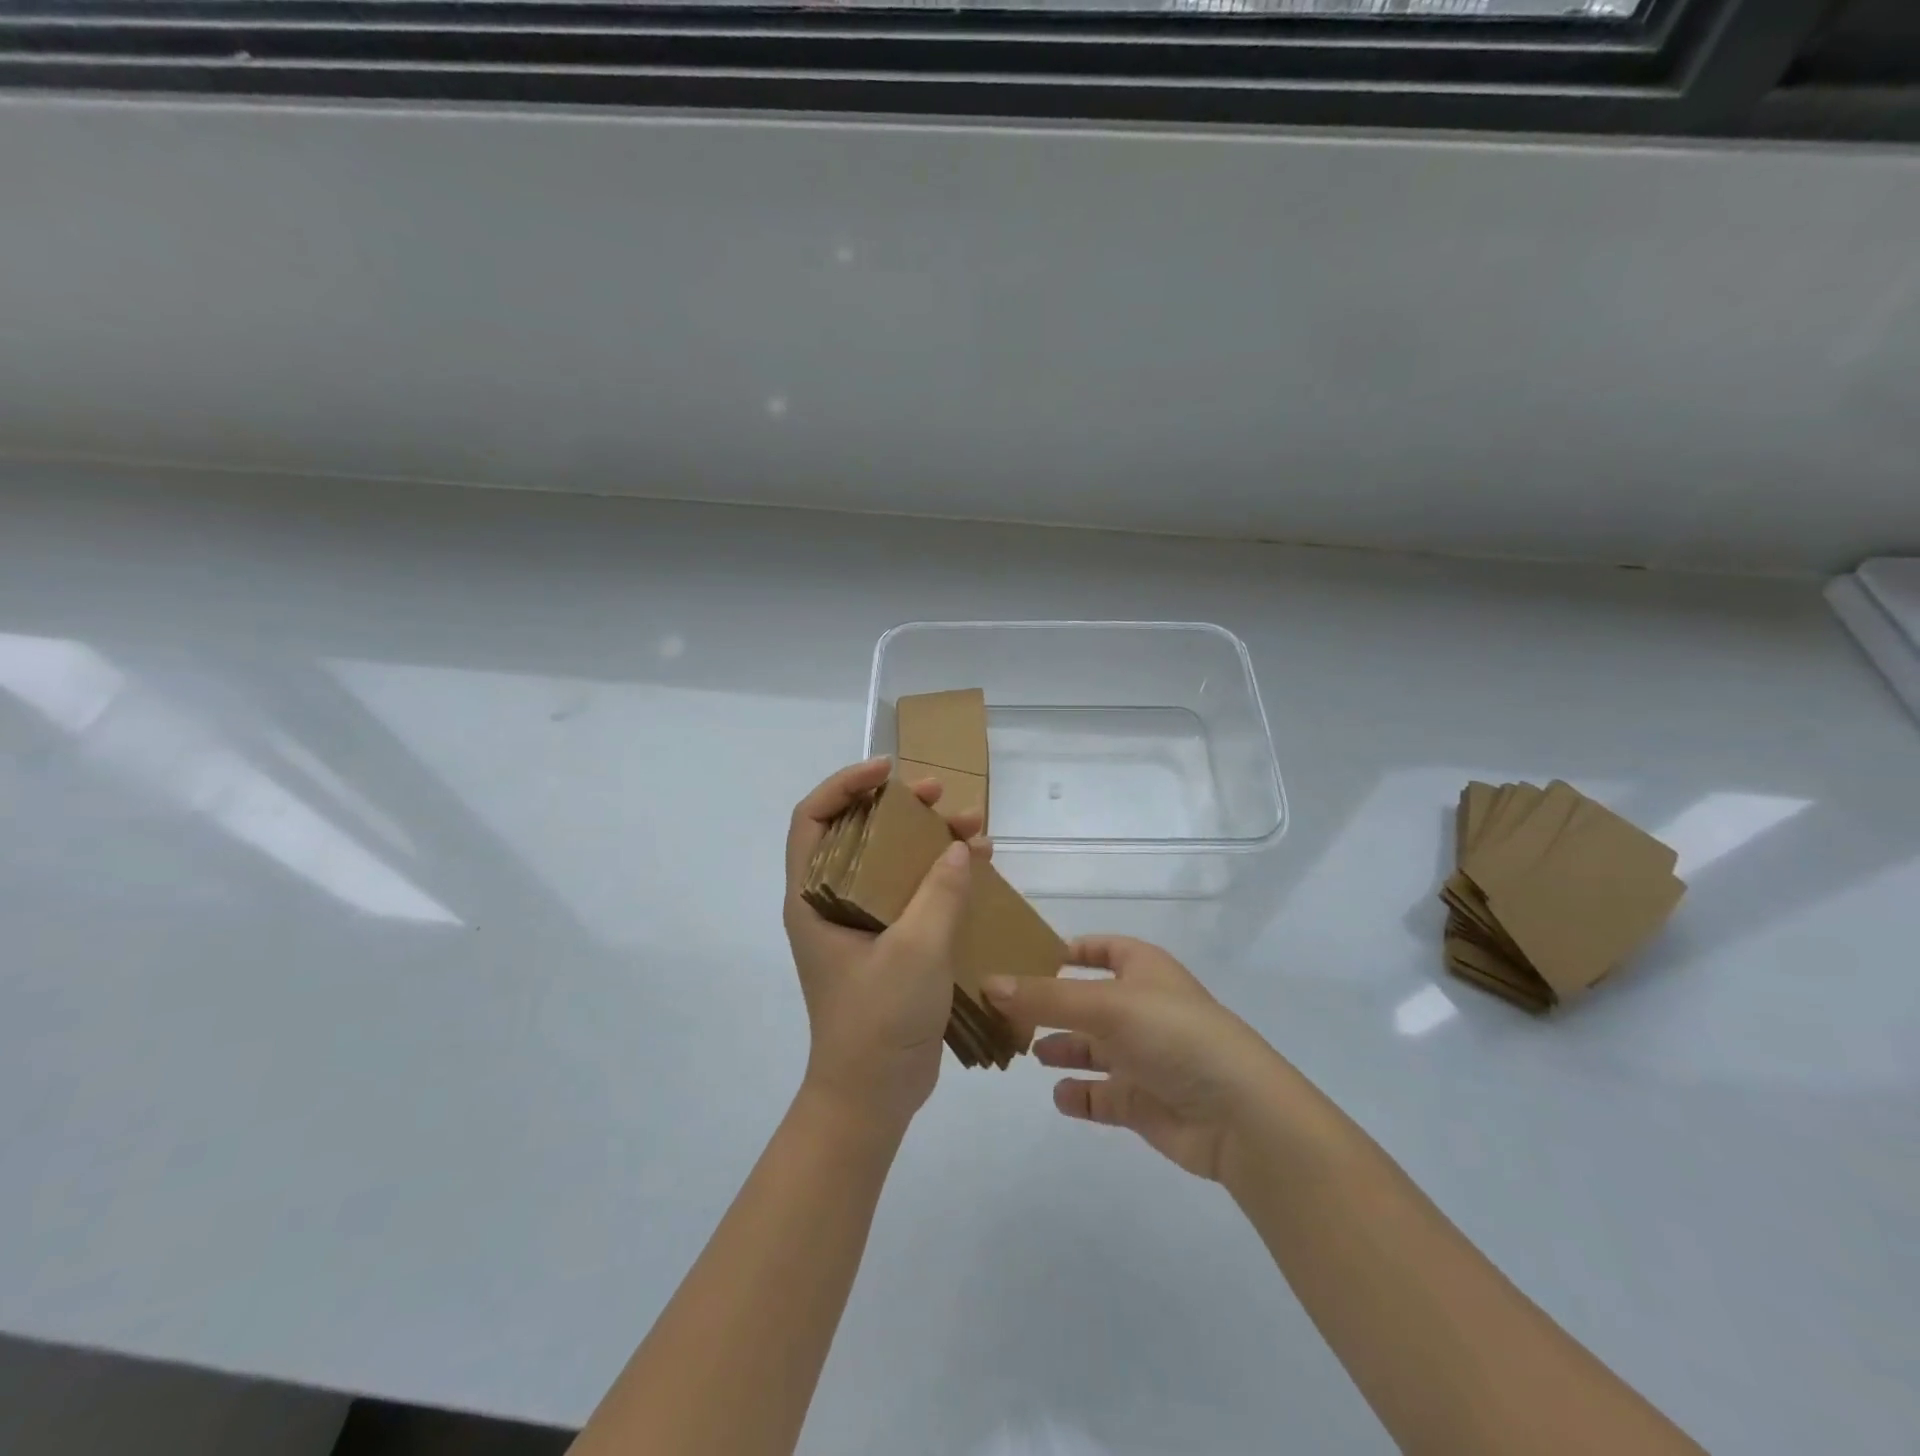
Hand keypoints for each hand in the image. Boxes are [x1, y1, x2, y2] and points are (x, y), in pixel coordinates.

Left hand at [784, 757, 986, 1133]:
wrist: (873, 1096)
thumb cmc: (878, 1020)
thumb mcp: (914, 951)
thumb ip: (939, 894)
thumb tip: (957, 847)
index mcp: (813, 898)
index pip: (813, 819)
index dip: (845, 784)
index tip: (888, 773)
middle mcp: (831, 903)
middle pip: (859, 834)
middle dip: (899, 808)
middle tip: (939, 795)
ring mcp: (861, 925)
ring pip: (890, 863)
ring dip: (927, 840)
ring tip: (973, 825)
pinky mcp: (889, 944)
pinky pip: (912, 894)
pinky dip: (941, 876)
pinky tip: (978, 867)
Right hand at [984, 937, 1284, 1182]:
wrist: (1239, 1114)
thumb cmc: (1174, 1035)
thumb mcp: (1106, 1004)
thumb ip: (1045, 998)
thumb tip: (989, 984)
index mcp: (1144, 970)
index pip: (1104, 949)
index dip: (1070, 950)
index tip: (1026, 957)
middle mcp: (1143, 1009)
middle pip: (1088, 1001)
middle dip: (1051, 1005)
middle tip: (1005, 1012)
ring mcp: (1145, 1057)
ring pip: (1092, 1048)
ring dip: (1062, 1049)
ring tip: (1024, 1051)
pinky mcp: (1145, 1101)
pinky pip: (1103, 1095)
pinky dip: (1080, 1095)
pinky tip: (1060, 1095)